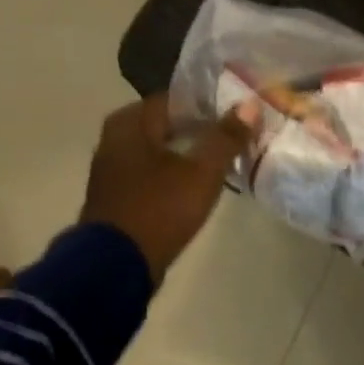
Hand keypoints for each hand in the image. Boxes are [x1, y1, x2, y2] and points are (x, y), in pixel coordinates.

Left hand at [80, 95, 255, 282]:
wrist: (116, 265)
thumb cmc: (160, 208)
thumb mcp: (202, 171)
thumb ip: (227, 137)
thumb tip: (250, 105)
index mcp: (130, 123)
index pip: (177, 99)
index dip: (210, 104)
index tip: (239, 113)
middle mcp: (115, 138)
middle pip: (168, 124)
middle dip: (202, 128)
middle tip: (236, 134)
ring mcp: (113, 169)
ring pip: (160, 149)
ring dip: (189, 151)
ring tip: (224, 158)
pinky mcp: (118, 195)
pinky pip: (153, 171)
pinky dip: (175, 171)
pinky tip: (199, 182)